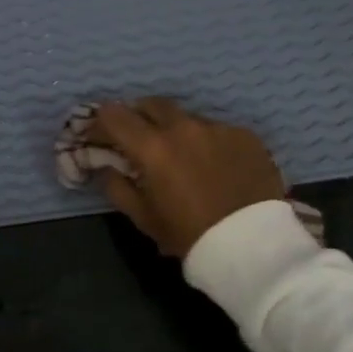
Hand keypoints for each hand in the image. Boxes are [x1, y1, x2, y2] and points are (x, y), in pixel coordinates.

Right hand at [89, 99, 284, 257]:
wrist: (253, 246)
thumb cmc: (190, 236)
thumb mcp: (144, 218)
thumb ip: (117, 188)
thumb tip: (106, 168)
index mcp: (152, 147)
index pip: (114, 115)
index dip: (101, 121)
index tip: (98, 133)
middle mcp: (184, 127)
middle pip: (151, 105)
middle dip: (138, 116)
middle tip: (136, 136)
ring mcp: (218, 127)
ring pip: (186, 117)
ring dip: (175, 129)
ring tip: (180, 153)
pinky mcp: (246, 135)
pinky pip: (217, 129)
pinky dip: (206, 141)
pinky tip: (214, 164)